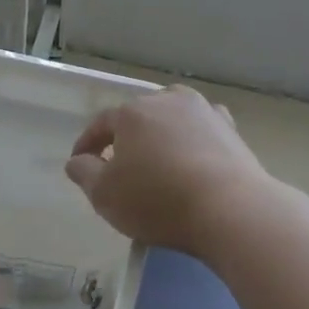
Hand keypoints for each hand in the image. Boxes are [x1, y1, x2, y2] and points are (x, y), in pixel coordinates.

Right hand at [65, 86, 276, 257]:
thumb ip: (84, 173)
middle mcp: (167, 100)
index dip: (87, 144)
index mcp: (132, 112)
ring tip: (158, 160)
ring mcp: (203, 110)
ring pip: (171, 118)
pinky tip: (193, 157)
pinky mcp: (230, 128)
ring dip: (160, 136)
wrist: (230, 209)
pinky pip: (201, 130)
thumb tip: (77, 160)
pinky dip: (192, 140)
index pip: (101, 124)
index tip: (80, 163)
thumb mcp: (105, 195)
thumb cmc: (158, 200)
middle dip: (125, 138)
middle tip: (120, 166)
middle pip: (137, 117)